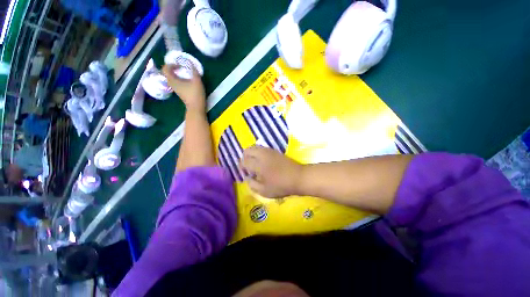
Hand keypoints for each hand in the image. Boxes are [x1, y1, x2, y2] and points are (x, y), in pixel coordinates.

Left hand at [162, 64, 205, 111]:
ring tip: (184, 73)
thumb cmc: (195, 94)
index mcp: (173, 80)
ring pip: (171, 78)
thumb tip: (191, 63)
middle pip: (167, 73)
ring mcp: (175, 89)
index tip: (180, 65)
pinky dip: (179, 79)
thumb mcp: (197, 81)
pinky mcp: (179, 92)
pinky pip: (175, 82)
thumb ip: (194, 72)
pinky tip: (186, 80)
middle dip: (173, 68)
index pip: (165, 68)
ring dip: (176, 74)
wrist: (196, 108)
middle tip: (181, 67)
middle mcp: (171, 84)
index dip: (171, 64)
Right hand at [240, 146, 302, 198]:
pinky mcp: (275, 151)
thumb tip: (247, 177)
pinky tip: (263, 162)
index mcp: (258, 164)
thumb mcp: (264, 191)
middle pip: (248, 150)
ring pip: (255, 147)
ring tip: (255, 165)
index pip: (244, 161)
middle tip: (248, 167)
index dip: (241, 167)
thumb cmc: (281, 186)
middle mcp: (262, 154)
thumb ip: (252, 184)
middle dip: (244, 157)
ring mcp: (269, 151)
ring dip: (252, 154)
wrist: (299, 177)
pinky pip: (262, 148)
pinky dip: (258, 153)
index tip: (244, 173)